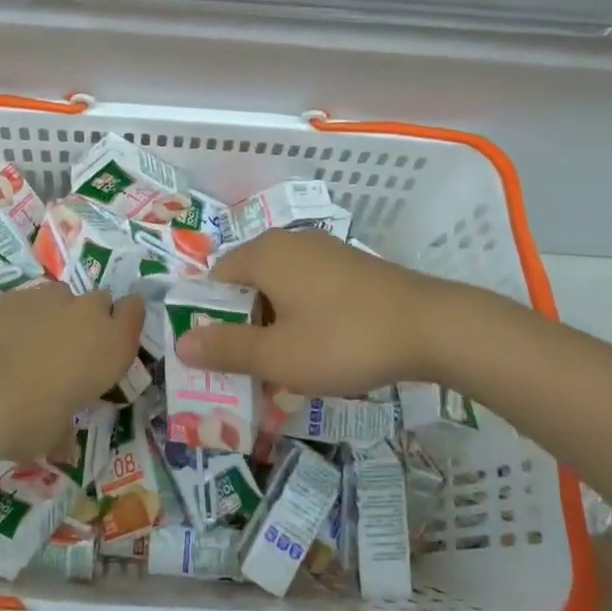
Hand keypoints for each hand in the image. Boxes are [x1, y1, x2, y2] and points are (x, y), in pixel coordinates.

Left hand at [0, 282, 144, 459]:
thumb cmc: (31, 418)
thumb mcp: (55, 436)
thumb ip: (65, 432)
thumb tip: (63, 448)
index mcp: (112, 345)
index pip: (134, 311)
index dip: (124, 321)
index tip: (111, 339)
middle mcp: (89, 313)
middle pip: (101, 302)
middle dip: (90, 319)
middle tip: (71, 349)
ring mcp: (51, 297)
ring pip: (64, 297)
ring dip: (56, 315)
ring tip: (33, 345)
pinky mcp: (16, 294)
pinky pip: (30, 301)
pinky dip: (24, 316)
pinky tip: (5, 340)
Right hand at [174, 230, 464, 394]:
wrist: (430, 326)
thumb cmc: (344, 339)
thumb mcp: (279, 356)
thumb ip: (227, 348)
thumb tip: (181, 342)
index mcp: (264, 253)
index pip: (216, 278)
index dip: (209, 316)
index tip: (217, 356)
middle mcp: (290, 242)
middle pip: (247, 282)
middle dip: (242, 324)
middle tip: (249, 368)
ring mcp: (323, 250)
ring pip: (279, 287)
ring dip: (273, 324)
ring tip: (283, 366)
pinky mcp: (349, 265)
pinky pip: (307, 287)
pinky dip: (301, 315)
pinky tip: (319, 348)